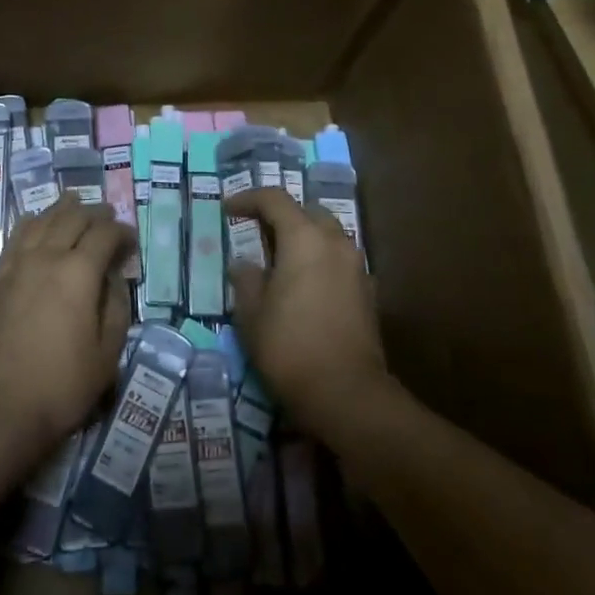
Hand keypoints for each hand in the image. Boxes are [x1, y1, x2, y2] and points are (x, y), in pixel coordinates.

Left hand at [0, 196, 132, 456]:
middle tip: (108, 216)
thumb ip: (116, 307)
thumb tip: (114, 277)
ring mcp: (17, 264)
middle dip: (94, 213)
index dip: (122, 232)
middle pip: (73, 218)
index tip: (131, 240)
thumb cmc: (61, 385)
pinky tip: (37, 222)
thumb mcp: (106, 353)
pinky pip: (16, 236)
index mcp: (79, 272)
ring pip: (42, 220)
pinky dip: (32, 222)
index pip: (104, 234)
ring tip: (74, 203)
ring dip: (62, 209)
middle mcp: (47, 256)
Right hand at [225, 188, 386, 436]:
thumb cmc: (290, 347)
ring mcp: (356, 266)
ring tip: (278, 259)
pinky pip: (337, 260)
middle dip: (281, 216)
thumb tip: (245, 264)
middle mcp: (335, 242)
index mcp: (304, 238)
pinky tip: (302, 285)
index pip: (274, 199)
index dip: (248, 199)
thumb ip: (246, 279)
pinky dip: (318, 260)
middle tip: (256, 232)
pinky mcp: (367, 292)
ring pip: (327, 234)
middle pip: (306, 211)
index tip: (228, 210)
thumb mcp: (251, 313)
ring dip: (302, 238)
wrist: (348, 394)